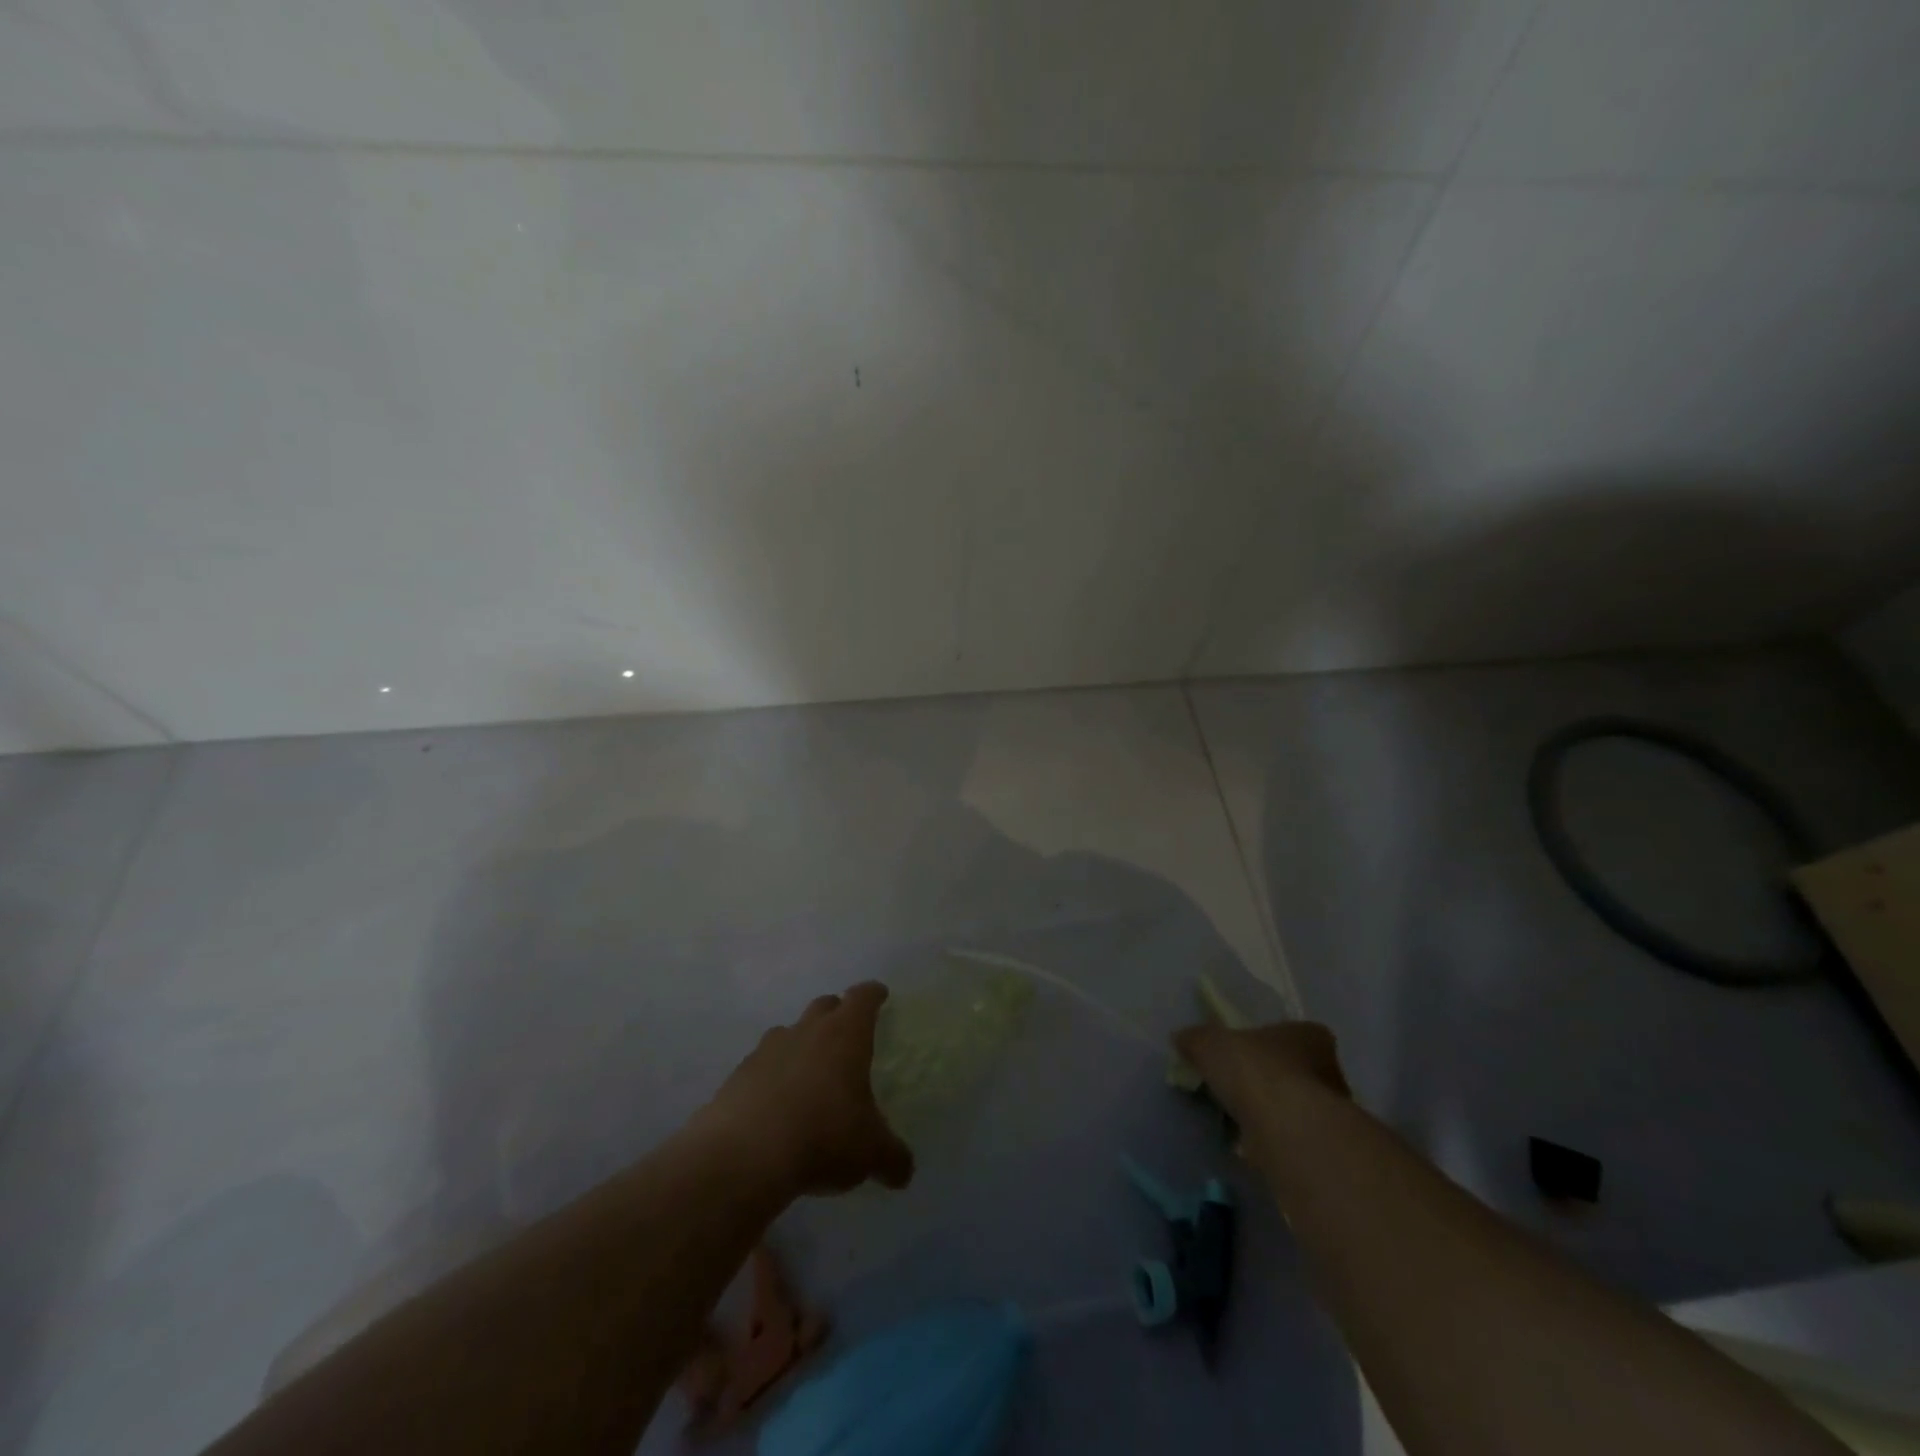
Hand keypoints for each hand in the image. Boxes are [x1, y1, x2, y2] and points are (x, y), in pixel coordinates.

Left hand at [700, 983, 914, 1199]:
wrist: (745, 1156)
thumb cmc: (823, 1136)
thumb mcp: (870, 1152)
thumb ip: (892, 1157)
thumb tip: (905, 1171)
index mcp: (845, 1035)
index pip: (863, 998)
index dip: (873, 994)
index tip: (879, 995)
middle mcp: (807, 1031)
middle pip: (824, 1006)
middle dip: (837, 1013)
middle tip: (846, 1033)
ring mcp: (768, 1050)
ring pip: (789, 1032)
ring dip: (801, 1043)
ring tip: (808, 1072)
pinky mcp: (738, 1075)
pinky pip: (761, 1065)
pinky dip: (771, 1075)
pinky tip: (775, 1104)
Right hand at [1173, 1020, 1350, 1129]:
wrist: (1288, 1132)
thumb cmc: (1255, 1071)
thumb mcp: (1209, 1044)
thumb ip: (1196, 1039)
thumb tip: (1182, 1039)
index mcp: (1309, 1035)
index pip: (1287, 1032)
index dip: (1261, 1042)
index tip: (1238, 1054)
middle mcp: (1329, 1071)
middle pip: (1292, 1071)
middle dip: (1266, 1080)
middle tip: (1234, 1087)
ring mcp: (1330, 1113)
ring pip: (1292, 1107)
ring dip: (1269, 1113)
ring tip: (1235, 1119)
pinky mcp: (1321, 1149)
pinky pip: (1289, 1139)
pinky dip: (1269, 1142)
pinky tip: (1247, 1146)